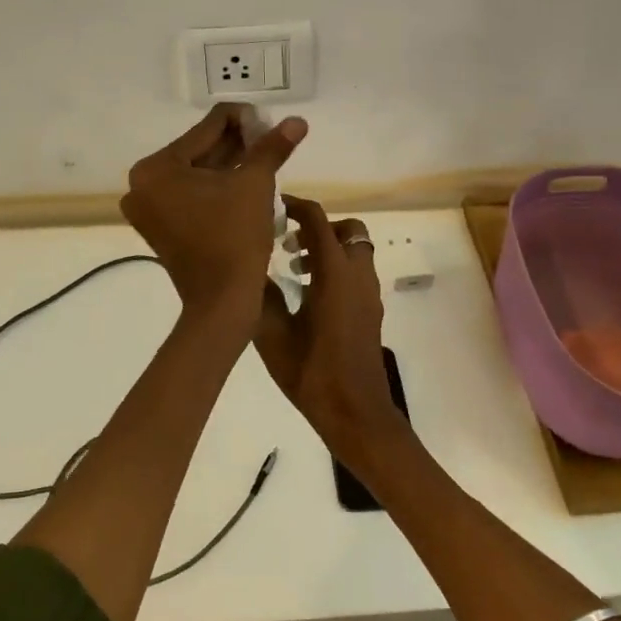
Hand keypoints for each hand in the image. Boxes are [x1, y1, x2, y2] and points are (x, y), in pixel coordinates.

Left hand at [121, 104, 306, 317]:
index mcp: (155, 168)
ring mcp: (148, 208)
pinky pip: (191, 194)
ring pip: (197, 173)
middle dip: (237, 143)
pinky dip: (217, 187)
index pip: (206, 128)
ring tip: (265, 157)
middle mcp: (142, 184)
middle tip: (272, 139)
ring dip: (230, 163)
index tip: (271, 122)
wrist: (223, 302)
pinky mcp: (160, 227)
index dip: (243, 120)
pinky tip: (246, 179)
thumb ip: (272, 147)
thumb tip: (297, 121)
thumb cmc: (235, 237)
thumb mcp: (255, 184)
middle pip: (198, 150)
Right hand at [253, 197, 399, 454]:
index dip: (297, 207)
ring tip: (294, 269)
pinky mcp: (370, 311)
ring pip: (354, 251)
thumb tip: (250, 269)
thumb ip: (261, 297)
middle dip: (319, 227)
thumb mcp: (273, 336)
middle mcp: (357, 276)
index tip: (274, 207)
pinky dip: (336, 268)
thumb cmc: (312, 375)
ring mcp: (368, 294)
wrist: (356, 413)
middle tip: (289, 243)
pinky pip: (357, 273)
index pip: (319, 221)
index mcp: (334, 276)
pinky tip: (308, 295)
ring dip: (328, 248)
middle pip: (347, 230)